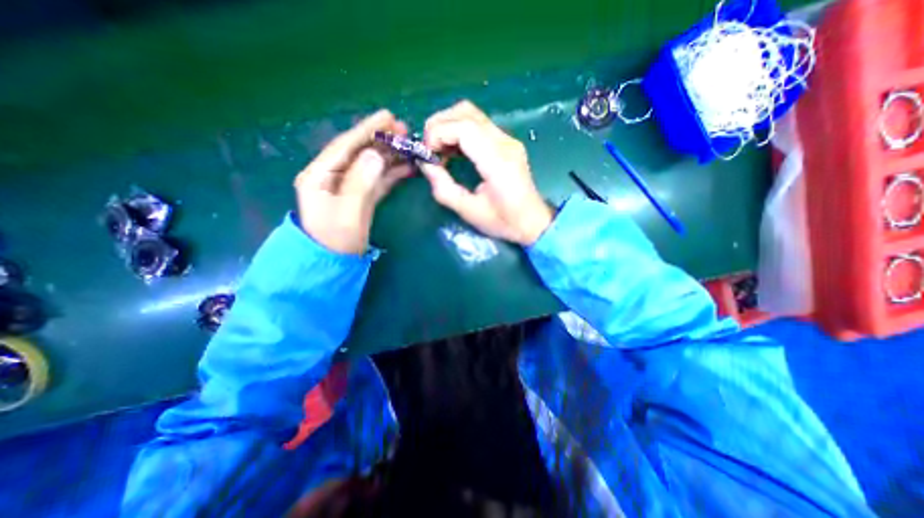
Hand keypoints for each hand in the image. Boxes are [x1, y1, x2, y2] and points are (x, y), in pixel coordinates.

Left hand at [295, 109, 413, 253]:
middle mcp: (332, 176)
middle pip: (359, 152)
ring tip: (408, 147)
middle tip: (404, 130)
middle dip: (381, 140)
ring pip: (370, 165)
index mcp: (320, 175)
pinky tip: (406, 168)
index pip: (345, 145)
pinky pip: (377, 180)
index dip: (367, 129)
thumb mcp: (347, 211)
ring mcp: (348, 187)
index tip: (388, 116)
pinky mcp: (360, 197)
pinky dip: (391, 174)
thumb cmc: (336, 240)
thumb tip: (376, 155)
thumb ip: (361, 182)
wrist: (334, 264)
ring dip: (389, 155)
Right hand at [422, 102, 553, 245]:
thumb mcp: (468, 211)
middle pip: (466, 112)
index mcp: (497, 161)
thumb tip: (425, 164)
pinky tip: (454, 151)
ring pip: (472, 114)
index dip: (438, 133)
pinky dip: (459, 131)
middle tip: (429, 150)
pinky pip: (478, 125)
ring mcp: (508, 140)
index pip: (464, 128)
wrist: (532, 222)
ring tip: (439, 151)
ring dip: (449, 126)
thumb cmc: (503, 221)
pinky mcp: (507, 142)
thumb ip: (443, 187)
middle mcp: (505, 143)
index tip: (427, 154)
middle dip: (439, 125)